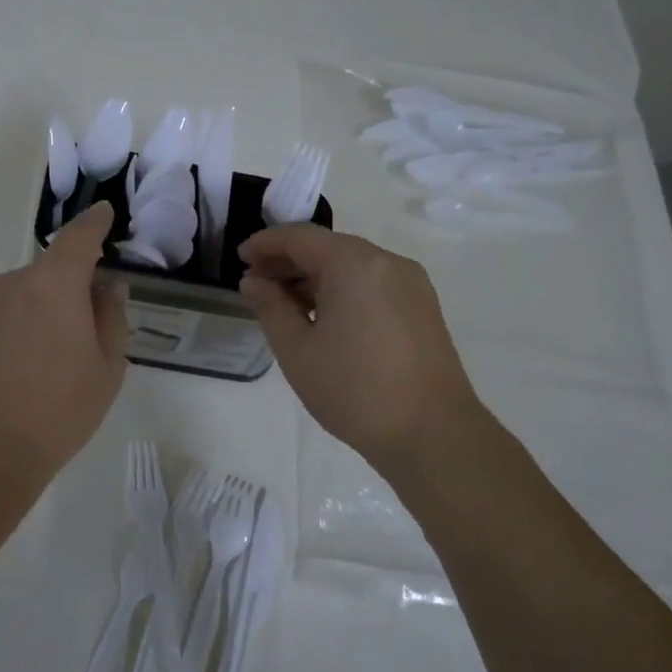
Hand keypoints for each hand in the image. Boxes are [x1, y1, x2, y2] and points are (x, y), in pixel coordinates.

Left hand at [0, 201, 127, 491]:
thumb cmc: (59, 411)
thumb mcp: (107, 368)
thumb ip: (111, 318)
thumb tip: (108, 287)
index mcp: (55, 285)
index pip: (78, 237)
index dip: (94, 223)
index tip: (103, 215)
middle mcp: (13, 284)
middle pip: (48, 271)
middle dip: (68, 287)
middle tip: (83, 326)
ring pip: (19, 295)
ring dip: (37, 310)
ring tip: (46, 357)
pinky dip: (11, 328)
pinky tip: (15, 368)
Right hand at [238, 225, 482, 474]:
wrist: (432, 434)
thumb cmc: (354, 390)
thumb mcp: (297, 350)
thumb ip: (270, 307)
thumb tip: (254, 281)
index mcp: (354, 264)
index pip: (300, 237)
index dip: (265, 243)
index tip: (239, 258)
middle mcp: (386, 261)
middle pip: (328, 247)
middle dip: (288, 260)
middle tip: (256, 283)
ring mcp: (410, 283)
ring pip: (351, 265)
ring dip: (314, 276)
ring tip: (284, 303)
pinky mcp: (422, 306)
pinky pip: (372, 283)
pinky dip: (341, 289)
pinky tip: (323, 316)